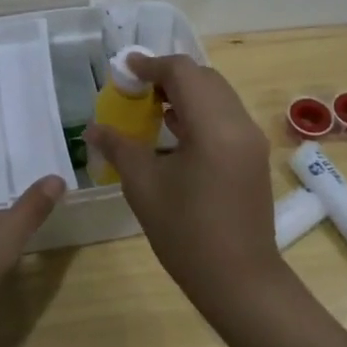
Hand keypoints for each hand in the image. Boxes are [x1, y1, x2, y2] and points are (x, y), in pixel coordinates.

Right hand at [85, 55, 281, 309]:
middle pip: (204, 78)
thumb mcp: (144, 187)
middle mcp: (239, 124)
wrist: (240, 281)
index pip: (183, 72)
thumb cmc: (187, 234)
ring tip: (150, 107)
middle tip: (135, 88)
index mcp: (214, 126)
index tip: (123, 69)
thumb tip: (94, 127)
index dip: (150, 65)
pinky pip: (225, 116)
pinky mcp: (252, 156)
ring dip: (185, 92)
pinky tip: (173, 132)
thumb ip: (120, 147)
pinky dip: (199, 112)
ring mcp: (250, 140)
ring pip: (217, 96)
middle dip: (168, 76)